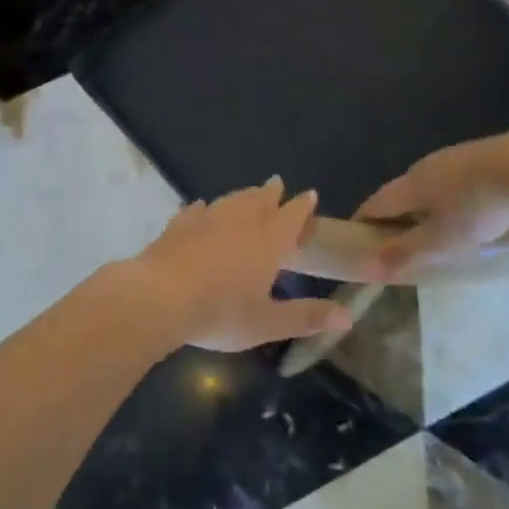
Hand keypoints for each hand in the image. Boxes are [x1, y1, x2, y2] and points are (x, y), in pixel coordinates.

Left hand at [121, 179, 352, 351]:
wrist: (160, 297)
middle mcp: (241, 221)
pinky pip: (196, 209)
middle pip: (261, 199)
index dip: (303, 206)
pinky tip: (201, 208)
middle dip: (272, 192)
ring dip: (243, 195)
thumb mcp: (267, 323)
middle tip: (277, 184)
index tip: (310, 195)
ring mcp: (207, 218)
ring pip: (231, 199)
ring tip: (248, 194)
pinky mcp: (179, 224)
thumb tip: (348, 316)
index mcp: (269, 241)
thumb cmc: (220, 312)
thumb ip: (306, 317)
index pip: (292, 216)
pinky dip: (204, 208)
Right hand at [355, 133, 508, 277]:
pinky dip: (451, 198)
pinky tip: (469, 210)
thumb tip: (365, 266)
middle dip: (396, 216)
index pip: (374, 204)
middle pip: (400, 192)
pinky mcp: (482, 155)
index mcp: (409, 185)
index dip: (363, 223)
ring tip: (437, 229)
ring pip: (429, 185)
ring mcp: (454, 157)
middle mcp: (424, 166)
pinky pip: (455, 180)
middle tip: (401, 243)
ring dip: (426, 206)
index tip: (360, 244)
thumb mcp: (441, 240)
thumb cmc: (478, 207)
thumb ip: (405, 252)